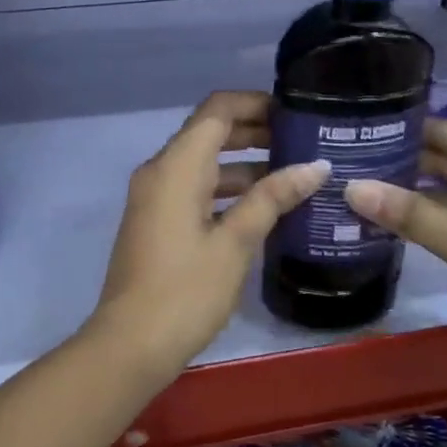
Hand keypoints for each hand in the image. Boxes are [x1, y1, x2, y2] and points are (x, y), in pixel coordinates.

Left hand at [87, 91, 327, 377]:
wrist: (130, 343)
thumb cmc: (186, 290)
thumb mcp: (235, 243)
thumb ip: (272, 198)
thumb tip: (315, 166)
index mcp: (177, 165)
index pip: (217, 109)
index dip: (255, 103)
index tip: (295, 113)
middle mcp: (161, 170)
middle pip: (210, 132)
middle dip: (254, 132)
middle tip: (303, 142)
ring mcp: (155, 196)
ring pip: (203, 163)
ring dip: (244, 163)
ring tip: (294, 174)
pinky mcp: (156, 220)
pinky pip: (194, 188)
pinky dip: (226, 188)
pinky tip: (263, 207)